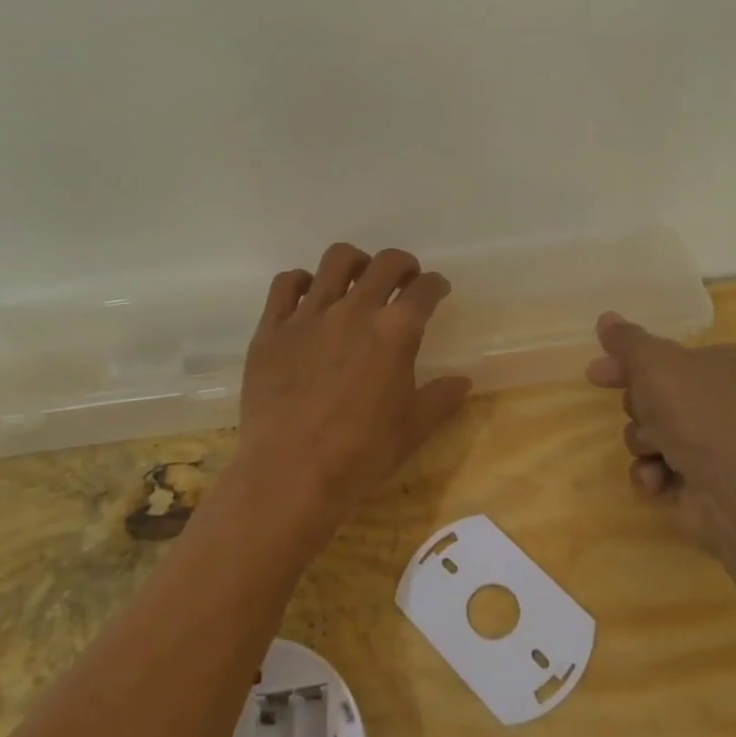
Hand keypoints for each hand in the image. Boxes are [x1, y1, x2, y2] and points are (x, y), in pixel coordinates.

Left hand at [229, 244, 470, 558]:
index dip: (436, 285)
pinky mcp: (272, 329)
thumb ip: (441, 398)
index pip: (425, 290)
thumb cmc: (360, 455)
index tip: (436, 290)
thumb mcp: (412, 429)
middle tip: (404, 279)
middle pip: (385, 263)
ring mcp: (309, 315)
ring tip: (357, 279)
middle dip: (403, 265)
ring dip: (355, 263)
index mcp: (395, 331)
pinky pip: (285, 284)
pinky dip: (301, 282)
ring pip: (335, 261)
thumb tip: (463, 380)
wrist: (290, 475)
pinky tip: (308, 297)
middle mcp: (354, 310)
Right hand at [586, 312, 735, 545]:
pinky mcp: (708, 483)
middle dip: (640, 410)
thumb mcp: (654, 361)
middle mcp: (730, 400)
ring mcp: (720, 445)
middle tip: (641, 414)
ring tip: (655, 450)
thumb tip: (605, 319)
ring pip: (655, 433)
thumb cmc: (698, 410)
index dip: (629, 363)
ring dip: (644, 442)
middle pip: (658, 396)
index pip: (670, 355)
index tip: (596, 374)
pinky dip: (655, 472)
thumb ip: (627, 340)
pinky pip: (664, 469)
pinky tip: (658, 477)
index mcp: (731, 362)